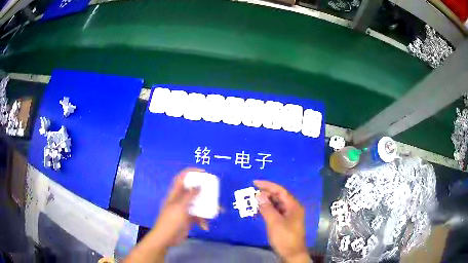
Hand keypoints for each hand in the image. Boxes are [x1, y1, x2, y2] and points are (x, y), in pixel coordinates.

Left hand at [151, 168, 208, 248]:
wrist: (167, 238)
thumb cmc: (171, 220)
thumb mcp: (180, 207)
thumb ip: (190, 195)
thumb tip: (199, 185)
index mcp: (175, 194)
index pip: (181, 178)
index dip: (190, 172)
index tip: (203, 172)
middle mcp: (180, 200)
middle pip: (192, 190)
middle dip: (203, 190)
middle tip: (214, 190)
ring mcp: (185, 210)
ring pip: (197, 204)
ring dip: (206, 208)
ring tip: (217, 210)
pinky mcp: (188, 219)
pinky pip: (198, 216)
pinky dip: (203, 220)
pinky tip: (205, 226)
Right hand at [254, 180, 308, 262]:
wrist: (291, 254)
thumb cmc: (284, 237)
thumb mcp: (274, 222)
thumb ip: (266, 208)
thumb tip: (259, 195)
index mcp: (293, 206)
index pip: (280, 191)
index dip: (267, 185)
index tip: (254, 183)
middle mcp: (293, 208)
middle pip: (279, 197)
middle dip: (265, 194)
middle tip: (252, 193)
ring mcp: (290, 216)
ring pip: (277, 205)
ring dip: (266, 202)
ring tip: (253, 202)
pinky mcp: (286, 222)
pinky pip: (276, 212)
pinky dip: (267, 210)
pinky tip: (259, 212)